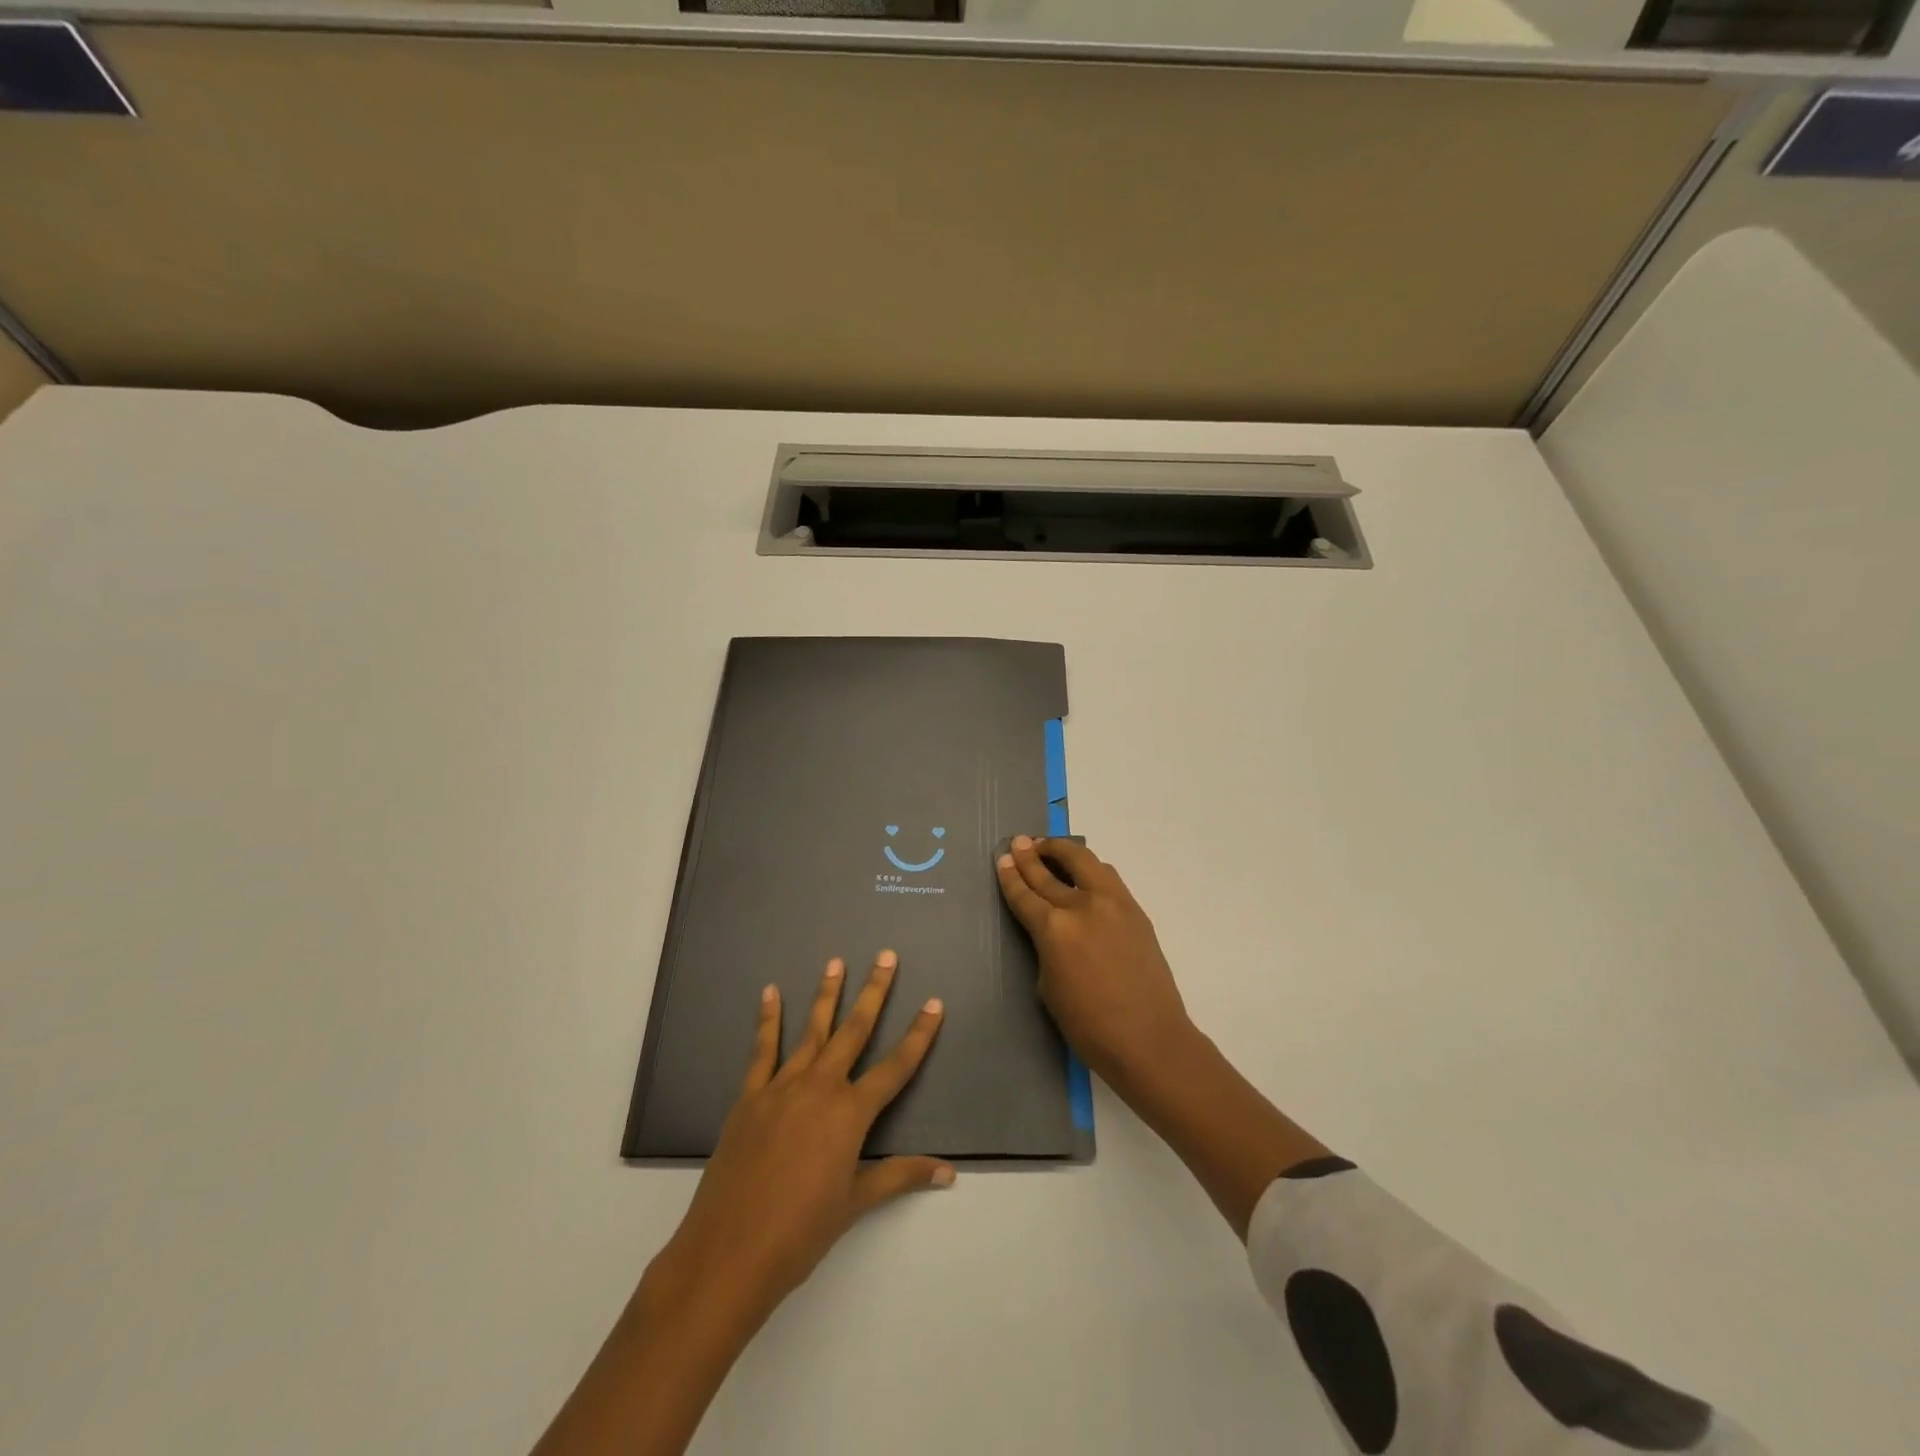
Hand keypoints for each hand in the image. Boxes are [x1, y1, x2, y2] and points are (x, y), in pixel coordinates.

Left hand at [655, 952, 952, 1326]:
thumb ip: (901, 1176)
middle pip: (854, 1030)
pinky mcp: (750, 1096)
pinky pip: (762, 1050)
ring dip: (826, 994)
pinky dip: (768, 1019)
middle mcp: (820, 1087)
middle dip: (874, 992)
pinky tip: (770, 993)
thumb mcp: (856, 1202)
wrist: (729, 1252)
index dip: (919, 1035)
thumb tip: (949, 1171)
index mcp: (850, 1113)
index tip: (934, 1003)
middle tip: (886, 956)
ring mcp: (782, 1087)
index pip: (895, 1067)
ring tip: (837, 962)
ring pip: (811, 1031)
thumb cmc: (801, 1231)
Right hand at [996, 836, 1196, 1095]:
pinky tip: (1082, 871)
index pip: (1025, 894)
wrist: (1149, 1039)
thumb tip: (1050, 929)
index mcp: (1054, 929)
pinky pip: (1107, 877)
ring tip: (1049, 847)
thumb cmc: (1089, 1026)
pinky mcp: (1135, 909)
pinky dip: (1089, 868)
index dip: (1010, 876)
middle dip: (1031, 855)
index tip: (1002, 860)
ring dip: (1063, 851)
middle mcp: (1082, 906)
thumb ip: (1045, 948)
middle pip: (1050, 872)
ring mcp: (1113, 903)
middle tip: (1019, 842)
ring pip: (1085, 861)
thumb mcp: (1048, 987)